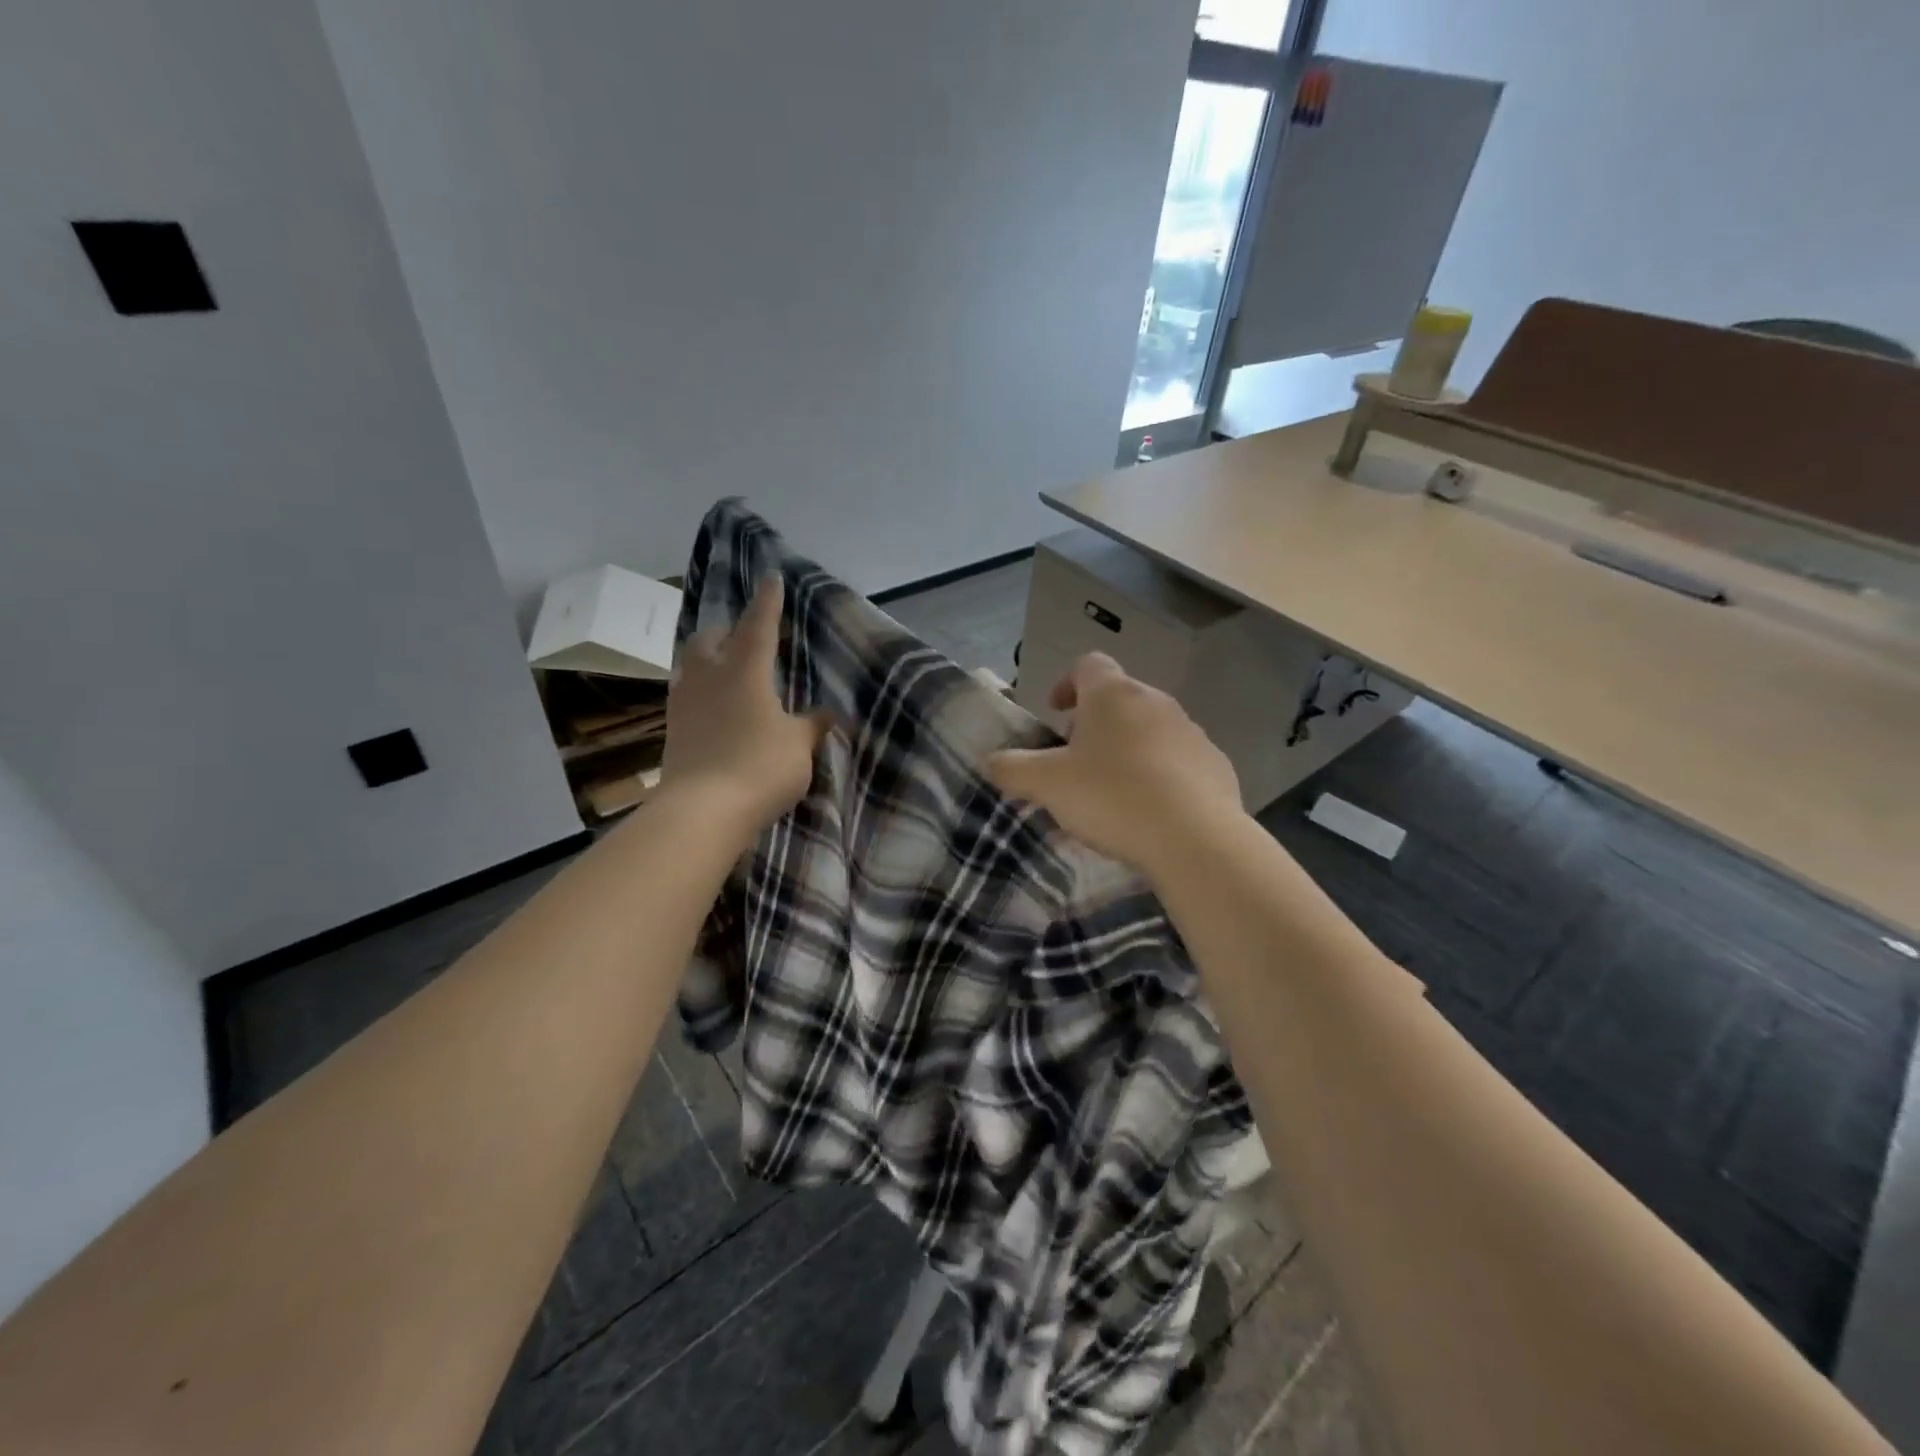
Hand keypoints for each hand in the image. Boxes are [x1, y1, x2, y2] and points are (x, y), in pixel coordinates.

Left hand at [662, 577, 834, 833]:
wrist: (701, 811)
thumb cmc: (759, 766)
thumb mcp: (798, 745)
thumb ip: (813, 725)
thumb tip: (829, 714)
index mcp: (745, 669)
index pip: (758, 624)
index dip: (768, 601)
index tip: (771, 577)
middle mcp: (709, 676)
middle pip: (710, 638)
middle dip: (727, 630)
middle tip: (744, 636)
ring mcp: (685, 702)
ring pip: (692, 665)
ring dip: (709, 659)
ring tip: (728, 669)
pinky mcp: (674, 729)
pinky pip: (688, 695)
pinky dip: (703, 690)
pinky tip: (716, 707)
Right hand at [987, 653, 1242, 880]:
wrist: (1194, 838)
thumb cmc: (1111, 797)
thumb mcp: (1047, 785)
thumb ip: (1012, 768)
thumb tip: (990, 761)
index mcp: (1113, 695)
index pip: (1088, 665)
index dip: (1067, 684)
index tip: (1055, 712)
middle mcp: (1156, 702)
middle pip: (1119, 699)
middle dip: (1094, 723)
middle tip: (1076, 760)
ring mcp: (1191, 732)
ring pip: (1150, 730)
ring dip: (1127, 749)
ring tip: (1111, 790)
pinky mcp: (1216, 765)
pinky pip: (1178, 761)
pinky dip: (1159, 774)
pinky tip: (1149, 810)